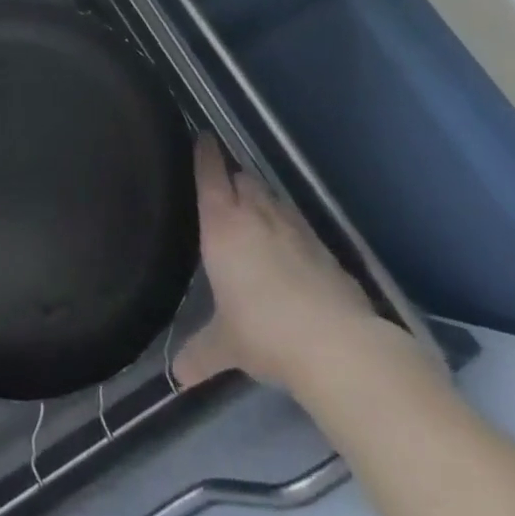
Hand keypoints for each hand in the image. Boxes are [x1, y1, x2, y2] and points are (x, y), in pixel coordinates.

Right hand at [173, 135, 380, 391]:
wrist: (338, 346)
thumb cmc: (264, 332)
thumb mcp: (226, 345)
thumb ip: (200, 353)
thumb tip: (177, 378)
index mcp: (222, 225)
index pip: (210, 175)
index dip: (205, 154)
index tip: (202, 137)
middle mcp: (257, 215)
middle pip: (243, 178)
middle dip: (233, 176)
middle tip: (224, 183)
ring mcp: (295, 229)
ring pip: (273, 197)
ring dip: (262, 198)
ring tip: (255, 209)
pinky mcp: (325, 249)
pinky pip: (299, 224)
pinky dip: (289, 226)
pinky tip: (290, 245)